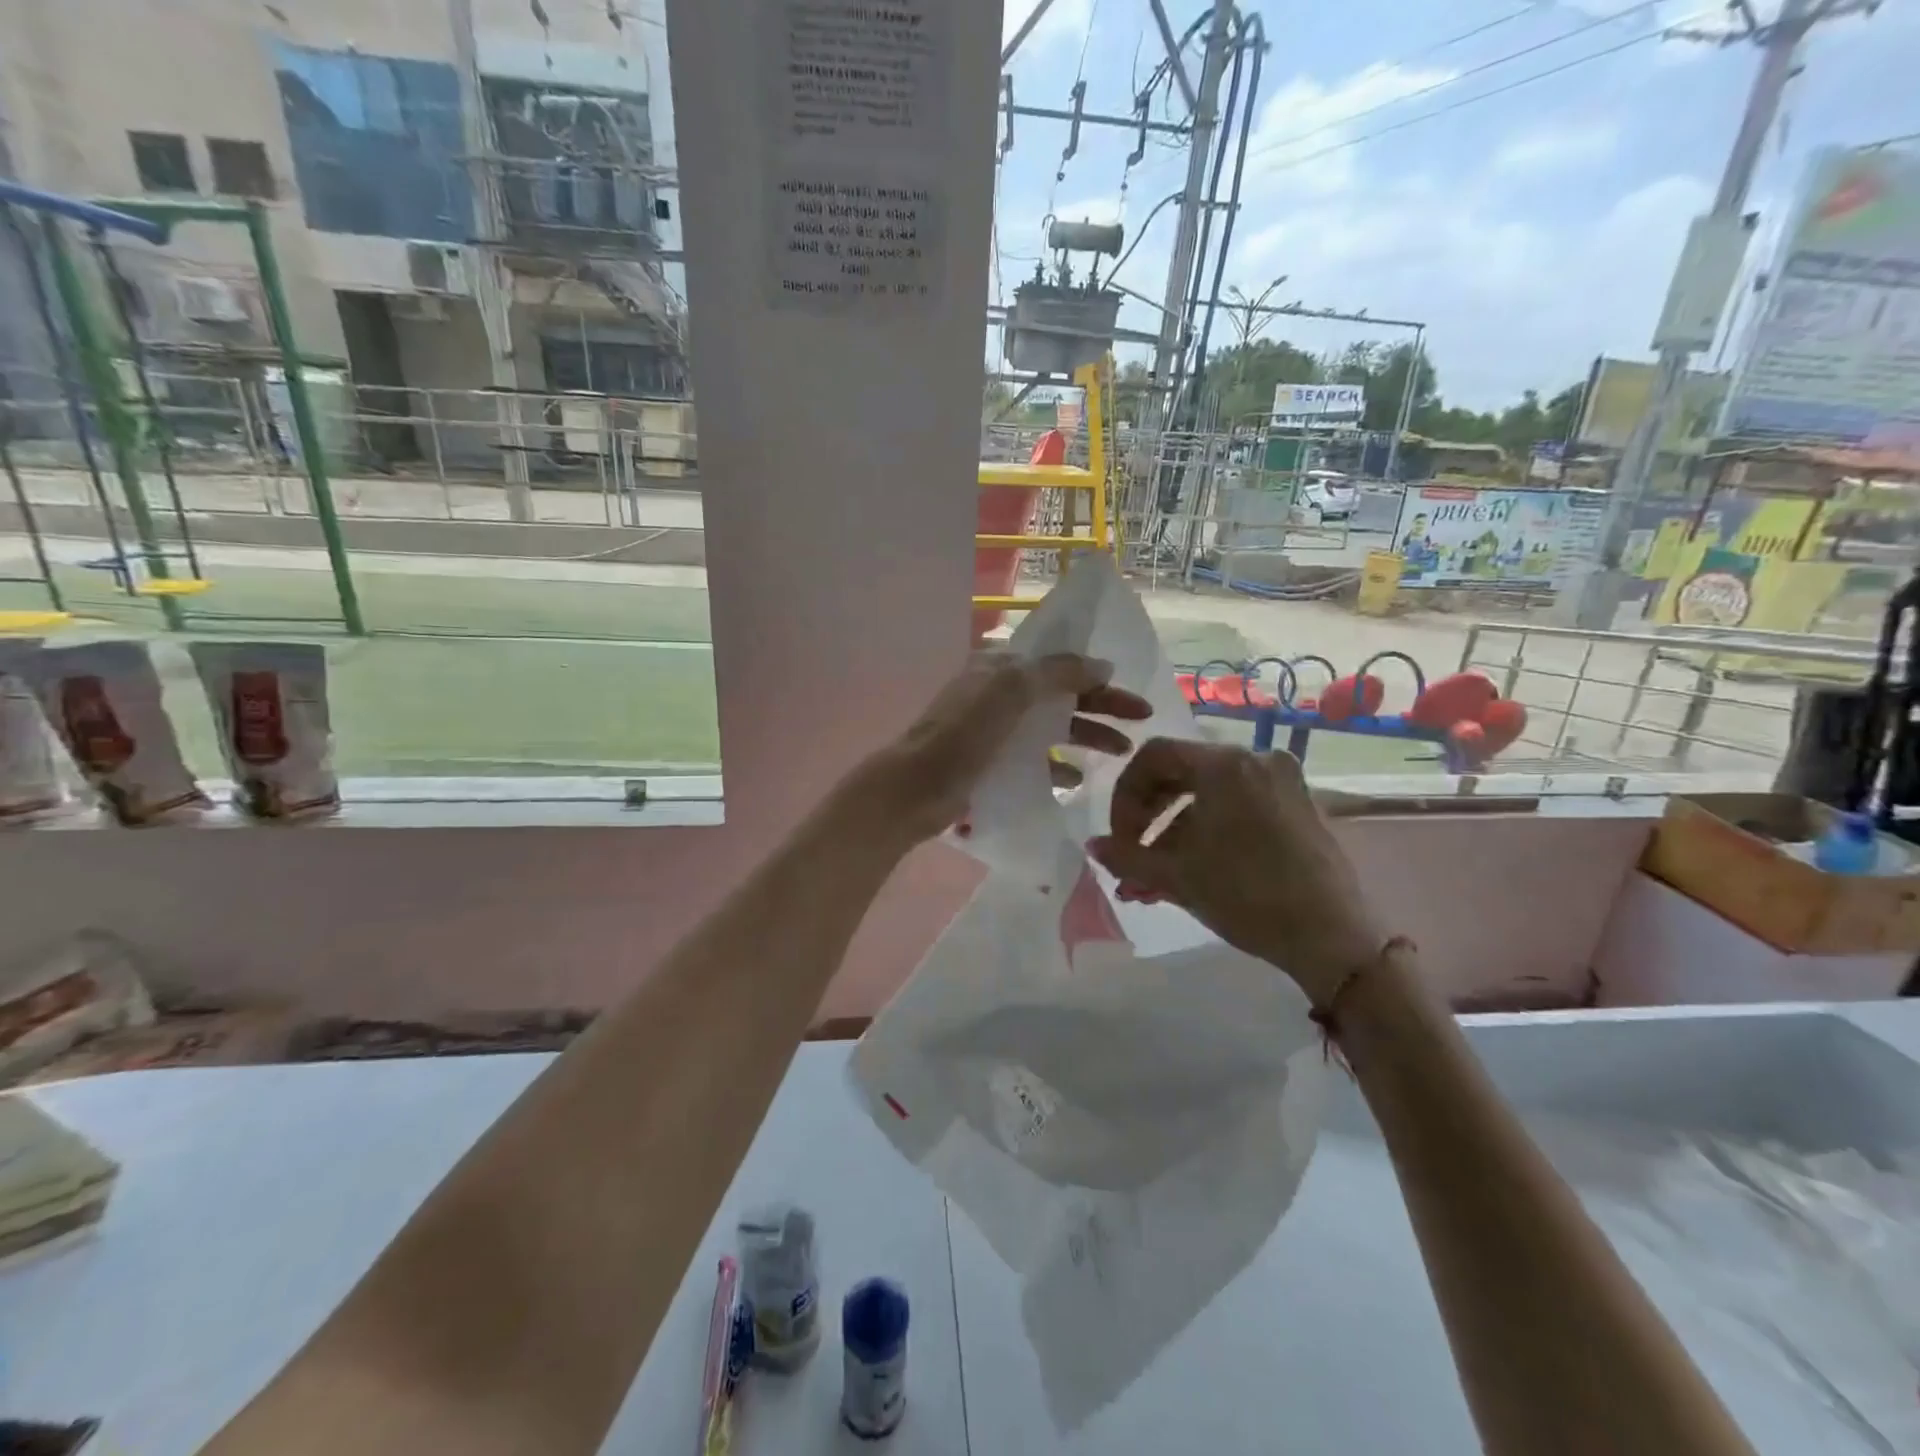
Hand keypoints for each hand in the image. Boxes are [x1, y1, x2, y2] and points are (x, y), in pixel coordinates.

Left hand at [869, 652, 1151, 845]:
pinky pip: (1034, 759)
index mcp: (1000, 666)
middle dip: (1101, 705)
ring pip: (1051, 727)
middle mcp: (998, 692)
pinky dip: (1057, 767)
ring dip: (1086, 736)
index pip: (1059, 663)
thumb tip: (1103, 665)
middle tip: (1143, 720)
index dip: (1097, 675)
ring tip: (1121, 752)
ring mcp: (994, 729)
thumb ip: (1059, 673)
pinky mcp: (991, 762)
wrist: (916, 787)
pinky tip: (1078, 781)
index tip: (1131, 692)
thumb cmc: (964, 733)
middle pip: (1060, 694)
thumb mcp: (1012, 690)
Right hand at [1088, 740, 1381, 1007]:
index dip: (1125, 794)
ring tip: (1155, 878)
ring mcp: (1282, 781)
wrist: (1332, 937)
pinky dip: (1208, 831)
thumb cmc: (1247, 895)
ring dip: (1174, 831)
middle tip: (1132, 853)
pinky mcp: (1298, 806)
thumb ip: (1126, 855)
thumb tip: (1093, 846)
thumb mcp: (1177, 875)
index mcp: (1224, 764)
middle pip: (1181, 771)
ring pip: (1208, 794)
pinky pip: (1238, 805)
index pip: (1154, 756)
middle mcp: (1255, 759)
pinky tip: (1192, 871)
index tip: (1119, 837)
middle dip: (1148, 815)